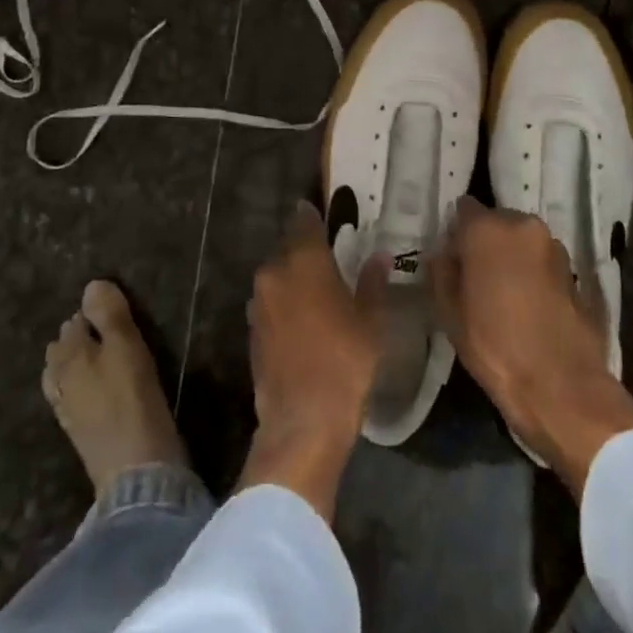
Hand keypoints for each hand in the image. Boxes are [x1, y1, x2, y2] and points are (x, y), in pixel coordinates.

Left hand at [239, 200, 386, 520]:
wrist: (302, 419)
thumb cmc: (345, 361)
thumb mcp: (370, 319)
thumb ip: (372, 281)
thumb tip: (379, 256)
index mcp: (304, 261)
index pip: (305, 222)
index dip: (313, 216)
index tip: (322, 213)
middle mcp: (274, 273)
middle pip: (289, 247)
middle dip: (306, 247)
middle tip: (328, 253)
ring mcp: (258, 302)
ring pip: (277, 275)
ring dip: (294, 275)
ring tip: (318, 287)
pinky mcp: (252, 329)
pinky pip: (270, 301)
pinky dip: (284, 301)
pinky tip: (303, 317)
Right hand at [432, 198, 632, 494]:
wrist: (560, 384)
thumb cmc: (494, 346)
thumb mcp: (449, 312)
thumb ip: (442, 271)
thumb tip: (444, 253)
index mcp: (487, 228)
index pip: (464, 209)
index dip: (456, 232)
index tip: (451, 257)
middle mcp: (523, 225)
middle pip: (496, 221)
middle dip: (485, 242)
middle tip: (475, 276)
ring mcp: (553, 245)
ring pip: (521, 240)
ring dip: (511, 256)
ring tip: (502, 293)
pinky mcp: (573, 269)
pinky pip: (541, 260)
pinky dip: (532, 272)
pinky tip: (526, 303)